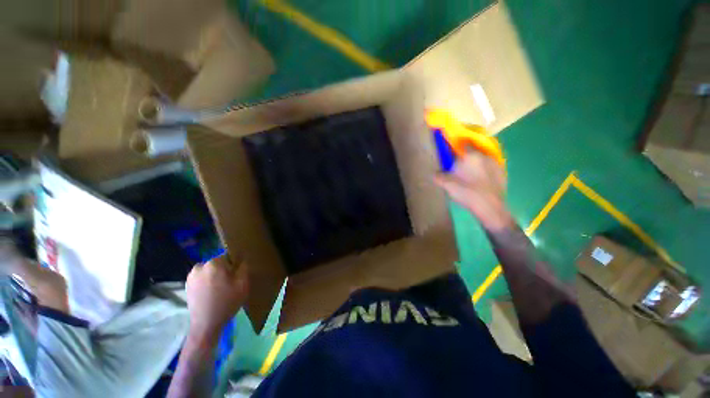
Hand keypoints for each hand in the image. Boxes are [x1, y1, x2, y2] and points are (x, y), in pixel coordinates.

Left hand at [185, 255, 247, 343]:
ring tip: (220, 289)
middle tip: (229, 283)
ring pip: (210, 270)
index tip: (236, 276)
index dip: (234, 265)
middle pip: (218, 263)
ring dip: (215, 275)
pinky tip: (211, 293)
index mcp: (214, 263)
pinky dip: (207, 282)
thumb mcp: (243, 283)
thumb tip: (241, 259)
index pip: (228, 256)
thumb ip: (243, 267)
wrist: (206, 324)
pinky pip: (202, 277)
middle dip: (224, 270)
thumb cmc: (227, 302)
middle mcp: (200, 266)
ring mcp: (191, 276)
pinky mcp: (187, 285)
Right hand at [434, 152, 512, 232]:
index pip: (463, 144)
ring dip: (477, 164)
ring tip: (470, 175)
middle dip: (467, 157)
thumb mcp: (447, 185)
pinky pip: (491, 169)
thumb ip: (439, 177)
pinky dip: (485, 172)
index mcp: (470, 156)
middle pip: (474, 152)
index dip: (457, 148)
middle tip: (459, 167)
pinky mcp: (503, 174)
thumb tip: (434, 174)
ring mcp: (496, 164)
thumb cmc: (466, 192)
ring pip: (483, 160)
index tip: (452, 154)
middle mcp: (485, 156)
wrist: (489, 207)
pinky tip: (480, 182)